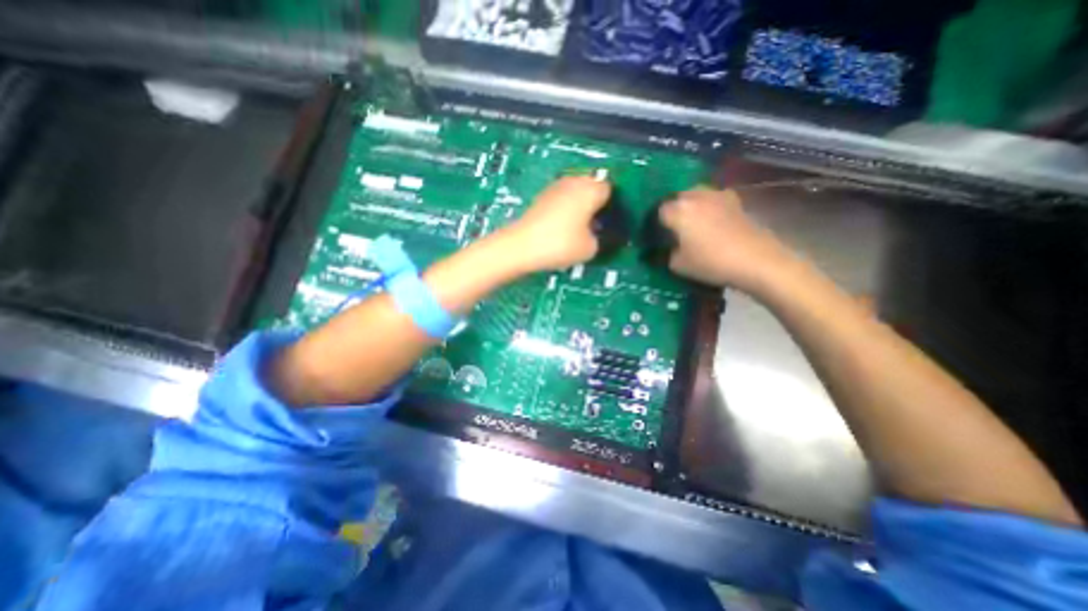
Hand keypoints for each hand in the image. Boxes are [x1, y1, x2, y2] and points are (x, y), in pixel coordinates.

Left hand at [503, 176, 609, 272]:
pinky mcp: (541, 196)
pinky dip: (565, 209)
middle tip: (596, 225)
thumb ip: (601, 238)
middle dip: (596, 204)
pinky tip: (562, 227)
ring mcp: (555, 187)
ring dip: (580, 205)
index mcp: (590, 189)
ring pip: (576, 192)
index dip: (612, 206)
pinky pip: (562, 199)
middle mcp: (573, 181)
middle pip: (592, 187)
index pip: (610, 189)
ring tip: (579, 228)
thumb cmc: (560, 244)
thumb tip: (596, 234)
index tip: (610, 222)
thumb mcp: (590, 248)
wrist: (521, 246)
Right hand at [658, 188, 796, 292]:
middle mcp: (695, 196)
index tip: (659, 234)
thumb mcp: (678, 265)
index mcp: (678, 210)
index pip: (659, 211)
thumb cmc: (711, 262)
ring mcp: (717, 196)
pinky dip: (709, 207)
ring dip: (691, 205)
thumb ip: (667, 253)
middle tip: (674, 228)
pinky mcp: (735, 201)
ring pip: (696, 195)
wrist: (755, 260)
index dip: (657, 223)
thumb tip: (669, 248)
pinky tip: (713, 221)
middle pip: (677, 197)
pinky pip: (714, 199)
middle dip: (673, 210)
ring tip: (693, 222)